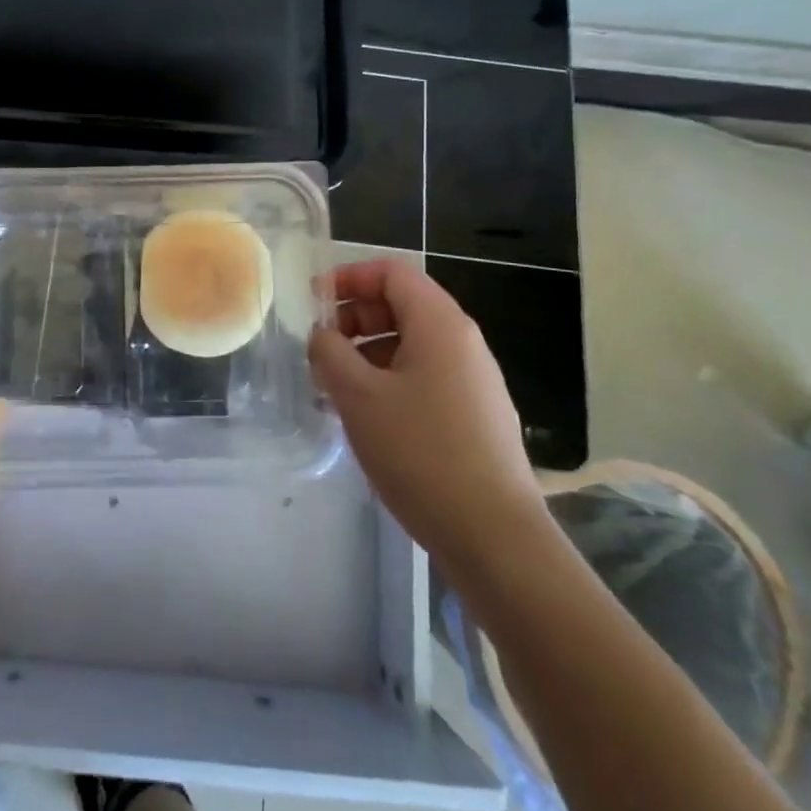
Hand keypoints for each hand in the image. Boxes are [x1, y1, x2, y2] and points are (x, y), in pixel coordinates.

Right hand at [309, 259, 545, 578]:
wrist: (495, 538)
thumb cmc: (421, 452)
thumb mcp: (358, 395)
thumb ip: (330, 352)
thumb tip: (323, 335)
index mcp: (440, 324)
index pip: (391, 272)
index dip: (348, 278)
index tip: (314, 303)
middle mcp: (463, 342)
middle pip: (401, 305)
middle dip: (354, 317)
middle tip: (321, 349)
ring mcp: (474, 381)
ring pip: (411, 344)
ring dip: (367, 352)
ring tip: (335, 387)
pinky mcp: (475, 415)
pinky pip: (425, 376)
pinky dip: (389, 380)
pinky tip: (367, 417)